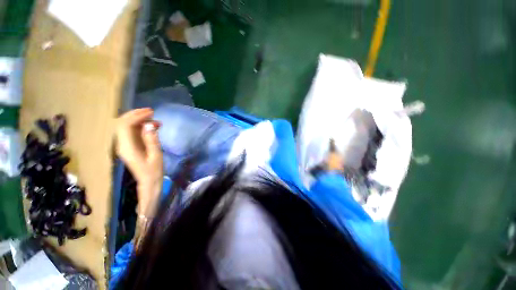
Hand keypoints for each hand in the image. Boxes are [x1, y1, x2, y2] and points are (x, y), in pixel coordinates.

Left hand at [115, 108, 162, 214]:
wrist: (148, 182)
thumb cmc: (154, 171)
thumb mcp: (156, 155)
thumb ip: (151, 140)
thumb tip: (149, 124)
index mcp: (127, 147)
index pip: (124, 126)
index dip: (136, 116)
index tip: (151, 112)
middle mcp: (121, 144)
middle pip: (121, 124)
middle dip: (135, 115)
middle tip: (151, 112)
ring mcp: (124, 145)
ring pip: (126, 127)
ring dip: (138, 120)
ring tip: (155, 119)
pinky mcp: (129, 146)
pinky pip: (131, 132)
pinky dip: (140, 126)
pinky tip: (152, 126)